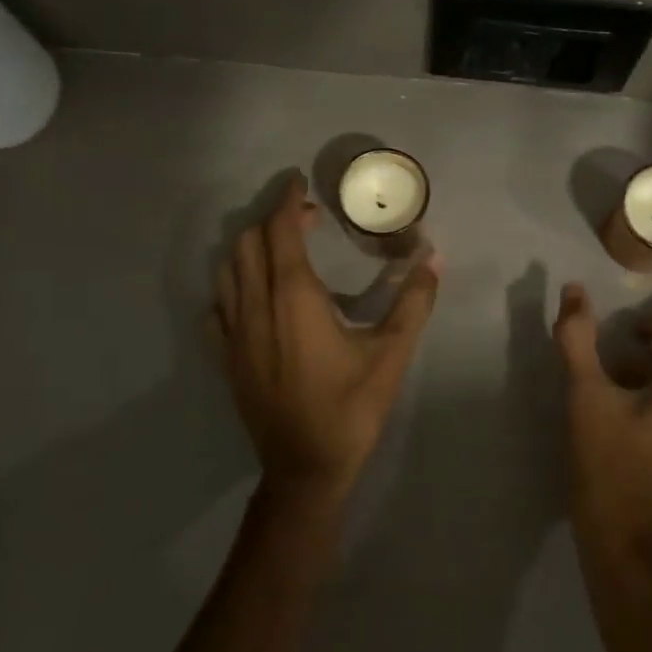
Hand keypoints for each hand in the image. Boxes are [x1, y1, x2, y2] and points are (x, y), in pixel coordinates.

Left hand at [214, 173, 440, 512]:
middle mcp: (255, 307)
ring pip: (227, 270)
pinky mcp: (226, 357)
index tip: (300, 182)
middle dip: (274, 220)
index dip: (287, 201)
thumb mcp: (391, 354)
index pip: (280, 231)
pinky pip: (218, 306)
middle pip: (249, 243)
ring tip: (282, 249)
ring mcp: (234, 333)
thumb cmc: (351, 409)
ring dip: (251, 248)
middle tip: (306, 219)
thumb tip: (433, 258)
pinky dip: (233, 286)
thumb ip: (414, 302)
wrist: (305, 469)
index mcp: (293, 298)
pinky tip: (255, 296)